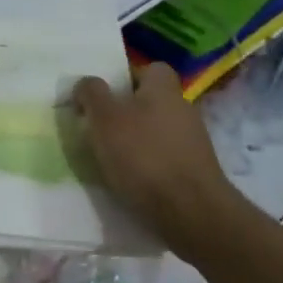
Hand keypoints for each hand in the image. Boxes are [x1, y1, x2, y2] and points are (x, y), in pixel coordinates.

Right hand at [75, 62, 242, 257]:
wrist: (191, 213)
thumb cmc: (143, 156)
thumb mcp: (104, 118)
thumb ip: (92, 94)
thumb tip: (86, 83)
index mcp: (164, 88)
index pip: (149, 68)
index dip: (125, 78)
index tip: (104, 96)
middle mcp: (183, 108)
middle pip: (151, 101)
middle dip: (127, 113)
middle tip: (100, 129)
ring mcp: (194, 142)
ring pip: (157, 132)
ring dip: (136, 142)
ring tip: (111, 160)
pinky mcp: (196, 172)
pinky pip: (165, 160)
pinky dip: (149, 167)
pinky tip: (132, 183)